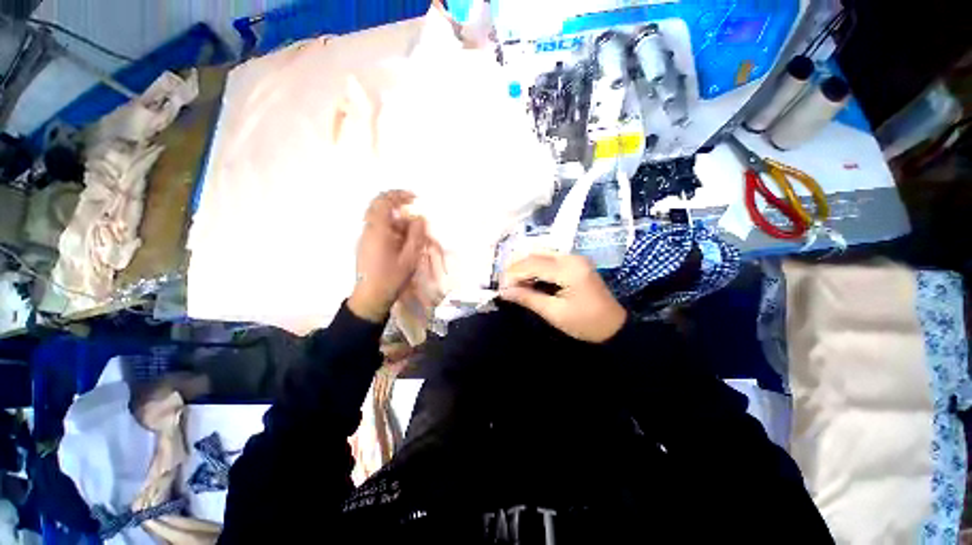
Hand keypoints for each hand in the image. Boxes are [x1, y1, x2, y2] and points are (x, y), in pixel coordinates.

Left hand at [349, 191, 427, 322]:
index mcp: (377, 231)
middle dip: (396, 204)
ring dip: (396, 219)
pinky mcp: (366, 246)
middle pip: (378, 207)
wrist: (370, 298)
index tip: (415, 198)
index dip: (399, 195)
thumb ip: (416, 236)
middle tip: (413, 207)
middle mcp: (368, 230)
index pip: (383, 201)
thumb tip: (420, 219)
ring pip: (379, 219)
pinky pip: (379, 230)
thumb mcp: (410, 258)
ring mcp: (365, 238)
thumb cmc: (391, 278)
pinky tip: (403, 241)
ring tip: (413, 231)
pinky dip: (392, 228)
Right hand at [499, 253, 626, 342]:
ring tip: (512, 282)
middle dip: (516, 267)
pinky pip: (548, 258)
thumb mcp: (554, 313)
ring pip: (540, 253)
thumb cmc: (585, 323)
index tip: (500, 287)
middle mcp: (571, 257)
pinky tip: (527, 278)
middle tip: (504, 284)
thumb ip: (528, 298)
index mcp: (569, 269)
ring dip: (524, 266)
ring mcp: (573, 257)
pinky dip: (534, 266)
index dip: (513, 273)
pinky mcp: (574, 262)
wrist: (614, 326)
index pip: (532, 264)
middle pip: (535, 254)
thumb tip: (504, 291)